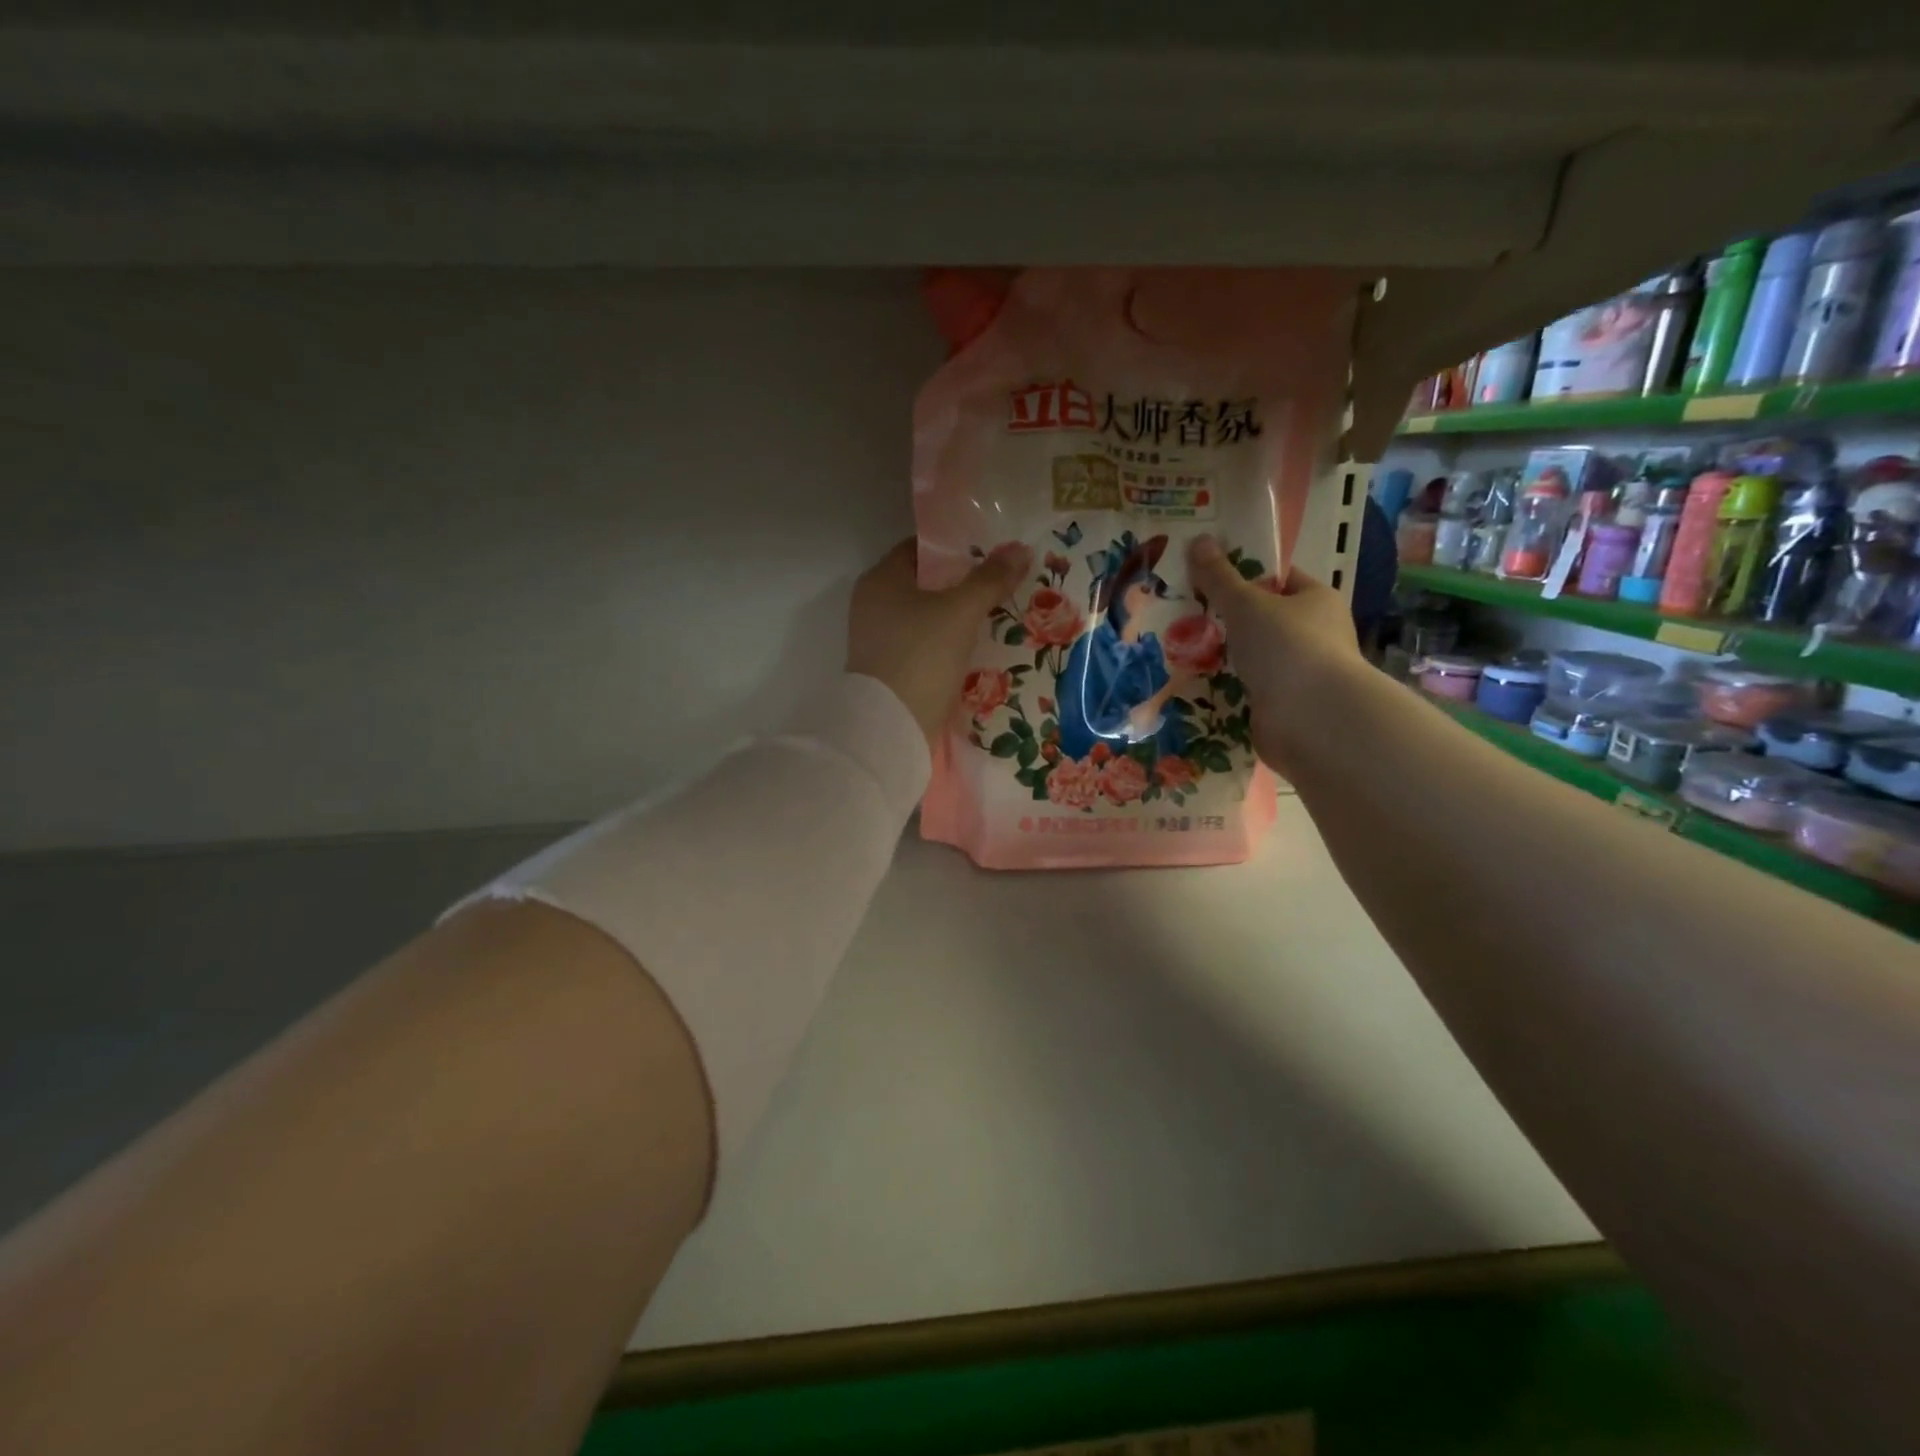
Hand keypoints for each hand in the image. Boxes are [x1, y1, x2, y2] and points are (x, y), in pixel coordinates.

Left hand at [847, 538, 1031, 745]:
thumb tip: (1020, 549)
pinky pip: (924, 647)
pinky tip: (976, 650)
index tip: (990, 552)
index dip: (954, 547)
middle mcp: (873, 605)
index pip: (918, 549)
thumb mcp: (961, 611)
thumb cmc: (921, 654)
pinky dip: (947, 645)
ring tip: (997, 615)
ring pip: (926, 618)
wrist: (892, 726)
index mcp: (881, 579)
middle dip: (961, 585)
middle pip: (924, 585)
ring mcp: (879, 641)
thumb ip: (990, 579)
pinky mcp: (889, 671)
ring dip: (957, 618)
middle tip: (1001, 584)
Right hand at [1187, 533, 1361, 775]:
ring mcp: (1300, 672)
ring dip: (1224, 655)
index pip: (1279, 578)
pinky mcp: (1284, 705)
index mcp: (1317, 600)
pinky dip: (1227, 686)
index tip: (1206, 576)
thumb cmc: (1287, 647)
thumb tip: (1198, 539)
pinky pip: (1248, 688)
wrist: (1312, 719)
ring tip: (1179, 647)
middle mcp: (1315, 634)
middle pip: (1263, 619)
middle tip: (1184, 612)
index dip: (1244, 574)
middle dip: (1227, 618)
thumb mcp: (1246, 604)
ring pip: (1254, 656)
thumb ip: (1220, 576)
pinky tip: (1196, 683)